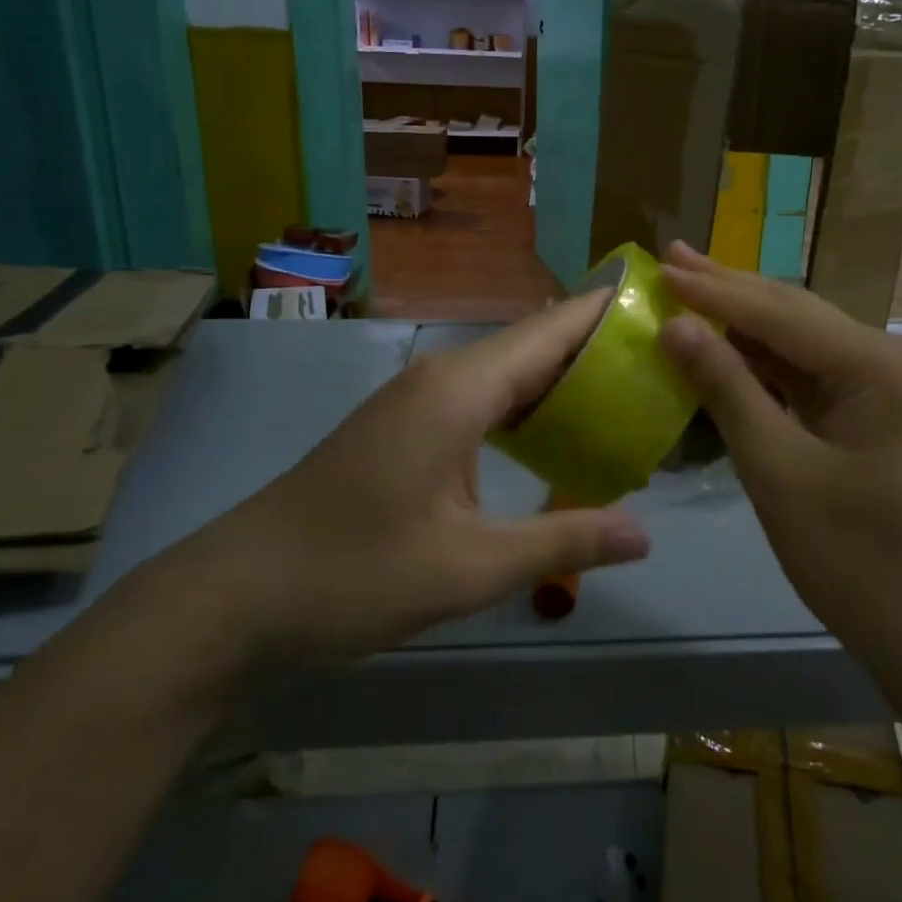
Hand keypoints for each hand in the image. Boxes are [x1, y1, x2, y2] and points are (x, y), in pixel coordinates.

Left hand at [164, 293, 651, 666]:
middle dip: (596, 350)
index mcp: (460, 390)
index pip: (551, 330)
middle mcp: (441, 378)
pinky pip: (481, 399)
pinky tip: (554, 437)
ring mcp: (417, 400)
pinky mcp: (403, 425)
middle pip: (534, 345)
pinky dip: (526, 408)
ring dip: (562, 381)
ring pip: (506, 373)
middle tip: (663, 364)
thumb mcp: (469, 568)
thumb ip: (561, 542)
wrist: (239, 593)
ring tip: (627, 397)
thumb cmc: (355, 573)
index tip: (662, 308)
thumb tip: (643, 535)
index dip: (606, 313)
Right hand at [656, 243, 901, 660]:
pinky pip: (808, 369)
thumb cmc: (851, 557)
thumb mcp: (777, 471)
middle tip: (670, 257)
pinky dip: (761, 357)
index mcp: (881, 366)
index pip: (781, 314)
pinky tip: (723, 337)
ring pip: (798, 337)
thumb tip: (674, 325)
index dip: (714, 292)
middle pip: (794, 314)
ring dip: (741, 318)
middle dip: (728, 289)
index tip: (660, 267)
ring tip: (687, 284)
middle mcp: (891, 357)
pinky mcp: (873, 404)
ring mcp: (886, 380)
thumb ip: (726, 389)